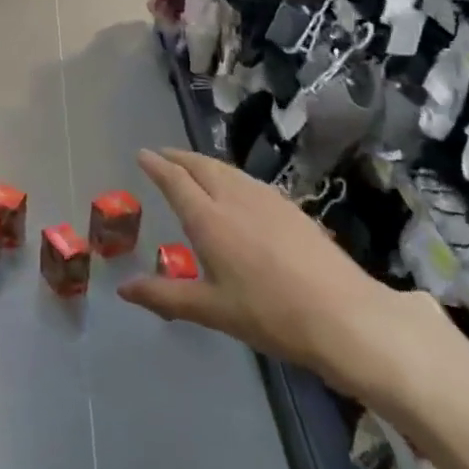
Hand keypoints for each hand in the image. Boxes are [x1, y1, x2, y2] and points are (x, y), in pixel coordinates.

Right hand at [117, 149, 434, 404]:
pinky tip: (236, 190)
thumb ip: (165, 296)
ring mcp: (268, 200)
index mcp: (209, 219)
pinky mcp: (292, 208)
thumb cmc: (269, 314)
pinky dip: (230, 176)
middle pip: (202, 166)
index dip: (157, 165)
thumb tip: (124, 288)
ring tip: (194, 168)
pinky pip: (249, 181)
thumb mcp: (211, 310)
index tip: (142, 154)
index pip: (176, 181)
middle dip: (179, 158)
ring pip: (228, 170)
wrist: (344, 315)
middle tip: (163, 155)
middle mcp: (235, 199)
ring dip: (205, 164)